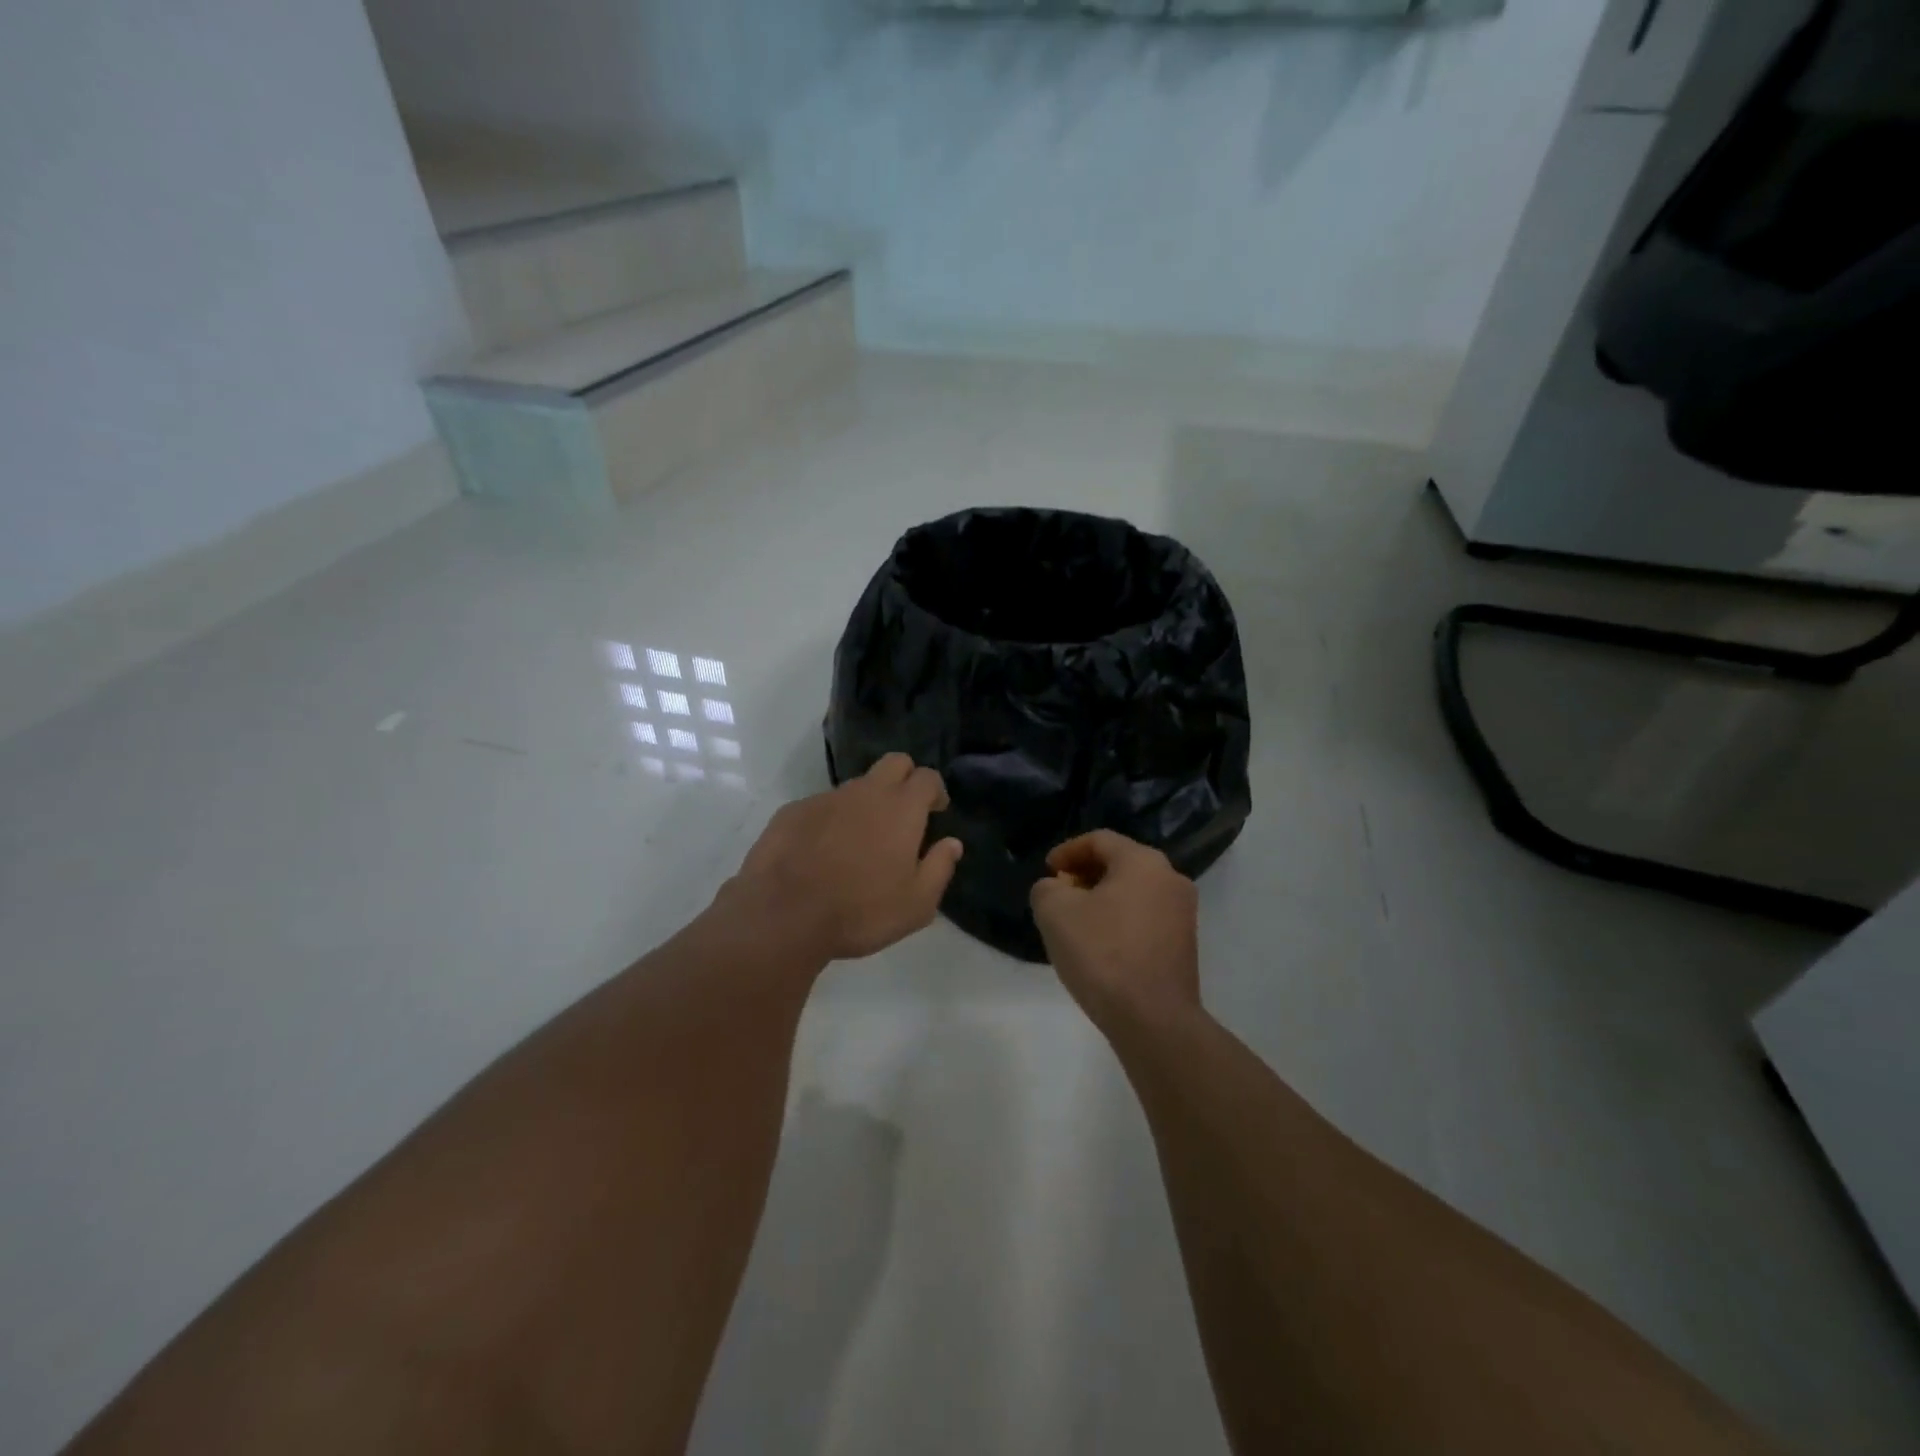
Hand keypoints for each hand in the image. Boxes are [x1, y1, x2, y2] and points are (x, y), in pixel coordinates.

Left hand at [726, 753, 963, 961]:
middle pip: (894, 763)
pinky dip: (830, 821)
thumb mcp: (916, 904)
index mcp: (901, 808)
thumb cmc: (860, 911)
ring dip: (865, 804)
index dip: (935, 791)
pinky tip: (821, 853)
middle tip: (904, 814)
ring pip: (856, 787)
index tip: (936, 811)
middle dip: (905, 778)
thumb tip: (952, 844)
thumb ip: (940, 868)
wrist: (782, 914)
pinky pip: (822, 806)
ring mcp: (825, 798)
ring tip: (859, 843)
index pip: (927, 777)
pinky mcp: (793, 811)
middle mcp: (865, 792)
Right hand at [1030, 830, 1199, 1027]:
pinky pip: (1146, 917)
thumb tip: (1056, 889)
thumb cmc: (1102, 954)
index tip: (1048, 872)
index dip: (1067, 851)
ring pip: (1134, 891)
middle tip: (1059, 894)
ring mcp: (1183, 913)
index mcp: (1143, 862)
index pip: (1100, 840)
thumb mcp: (1055, 913)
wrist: (1153, 1019)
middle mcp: (1171, 878)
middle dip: (1085, 875)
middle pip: (1120, 863)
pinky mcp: (1185, 944)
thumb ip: (1047, 889)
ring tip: (1076, 922)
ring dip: (1102, 899)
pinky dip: (1120, 920)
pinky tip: (1100, 945)